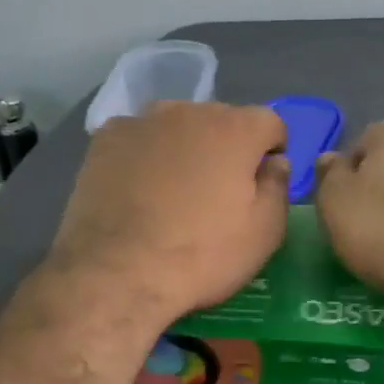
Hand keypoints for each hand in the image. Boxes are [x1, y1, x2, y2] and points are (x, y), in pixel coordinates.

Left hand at [46, 101, 289, 328]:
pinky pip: (138, 138)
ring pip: (176, 126)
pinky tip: (136, 189)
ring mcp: (142, 121)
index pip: (270, 123)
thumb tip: (274, 161)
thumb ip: (278, 186)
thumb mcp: (264, 233)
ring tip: (172, 192)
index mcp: (236, 128)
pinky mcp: (105, 138)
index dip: (271, 151)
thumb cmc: (202, 255)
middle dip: (225, 148)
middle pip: (221, 121)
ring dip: (183, 148)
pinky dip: (143, 155)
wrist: (118, 272)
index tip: (261, 183)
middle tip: (215, 192)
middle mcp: (189, 110)